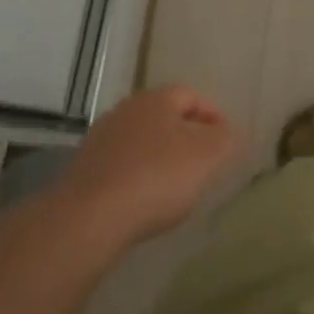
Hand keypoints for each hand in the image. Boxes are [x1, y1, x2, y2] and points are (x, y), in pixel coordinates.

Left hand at [61, 86, 245, 247]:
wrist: (89, 218)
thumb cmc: (157, 177)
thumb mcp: (208, 155)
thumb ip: (227, 138)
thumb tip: (228, 132)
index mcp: (156, 99)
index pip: (192, 95)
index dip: (213, 116)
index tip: (226, 142)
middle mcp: (125, 110)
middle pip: (165, 117)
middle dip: (187, 136)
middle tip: (205, 162)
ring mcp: (101, 140)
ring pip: (142, 142)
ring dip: (161, 157)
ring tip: (177, 186)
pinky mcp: (85, 170)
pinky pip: (123, 166)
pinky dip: (139, 177)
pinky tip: (146, 200)